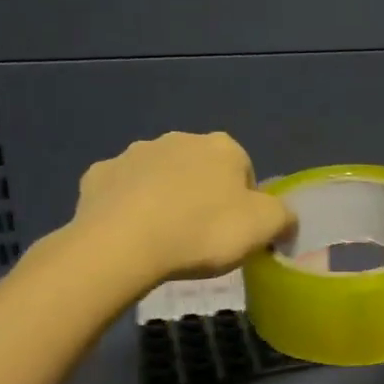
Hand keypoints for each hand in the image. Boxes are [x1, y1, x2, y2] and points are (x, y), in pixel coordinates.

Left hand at [56, 132, 293, 300]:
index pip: (244, 171)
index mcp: (222, 147)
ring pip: (160, 177)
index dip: (244, 202)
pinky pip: (122, 191)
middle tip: (203, 236)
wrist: (123, 244)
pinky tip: (132, 234)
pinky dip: (129, 207)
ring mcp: (134, 154)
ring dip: (165, 198)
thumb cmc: (204, 231)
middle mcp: (179, 139)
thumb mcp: (266, 227)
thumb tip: (284, 220)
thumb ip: (284, 217)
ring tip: (165, 238)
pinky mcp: (98, 175)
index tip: (237, 231)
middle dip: (203, 195)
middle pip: (201, 170)